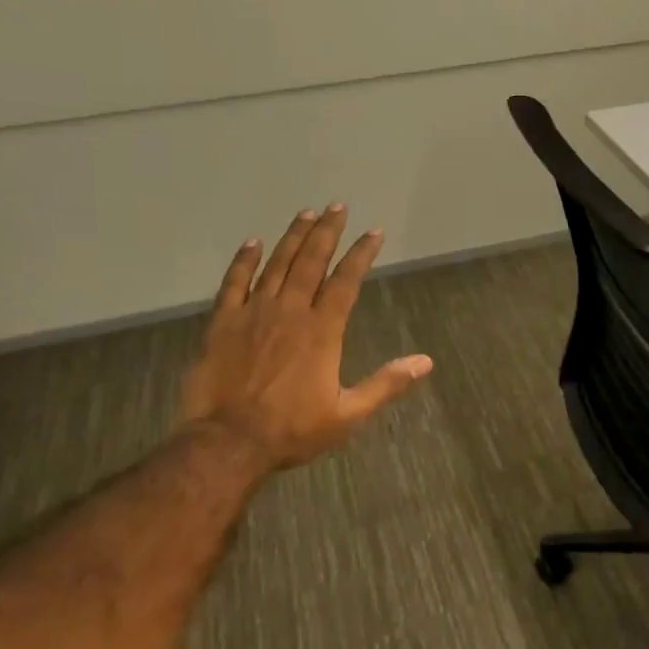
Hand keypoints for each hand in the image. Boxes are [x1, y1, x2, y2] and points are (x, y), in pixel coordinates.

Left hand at [179, 204, 431, 469]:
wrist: (228, 442)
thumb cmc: (293, 430)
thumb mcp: (349, 414)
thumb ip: (386, 384)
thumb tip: (425, 362)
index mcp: (322, 331)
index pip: (346, 281)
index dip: (361, 255)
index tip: (374, 233)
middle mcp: (290, 312)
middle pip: (311, 262)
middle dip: (327, 232)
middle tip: (337, 207)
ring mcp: (253, 314)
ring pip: (276, 265)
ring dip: (293, 237)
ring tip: (306, 213)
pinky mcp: (223, 323)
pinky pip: (234, 283)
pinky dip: (244, 261)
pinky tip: (254, 243)